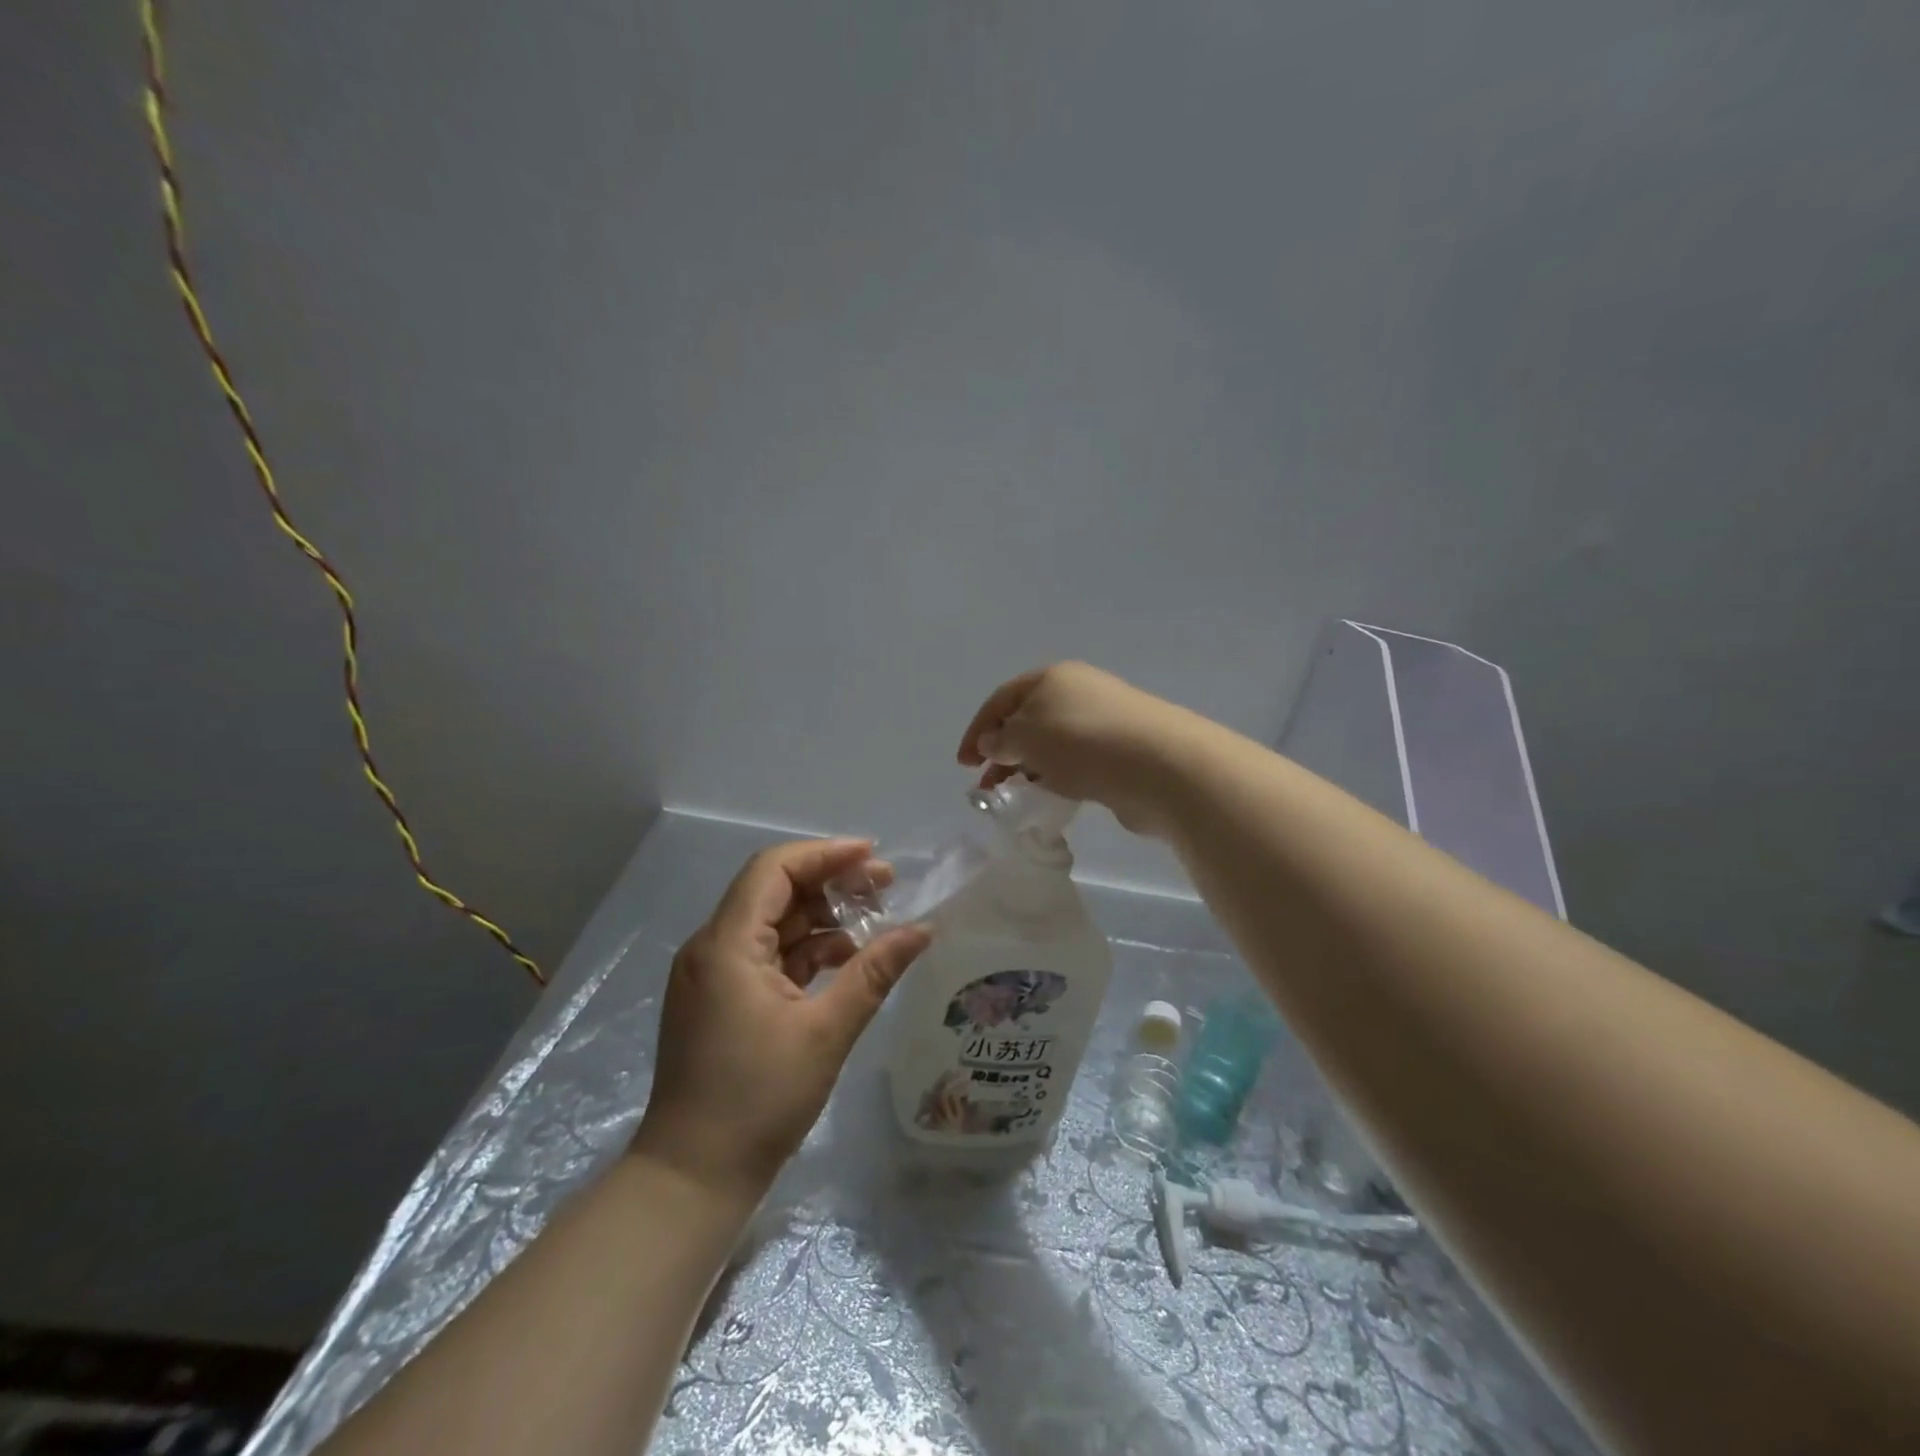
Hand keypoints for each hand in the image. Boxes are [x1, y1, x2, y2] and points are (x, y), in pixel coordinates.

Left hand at [630, 839, 930, 1201]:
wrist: (693, 1177)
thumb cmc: (759, 1100)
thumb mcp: (826, 1032)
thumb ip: (874, 972)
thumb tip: (923, 930)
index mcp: (727, 944)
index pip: (774, 870)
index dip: (825, 854)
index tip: (873, 857)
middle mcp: (712, 948)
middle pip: (773, 891)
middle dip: (830, 882)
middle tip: (885, 886)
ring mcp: (712, 975)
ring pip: (771, 923)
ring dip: (820, 917)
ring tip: (873, 921)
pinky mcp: (719, 999)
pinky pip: (765, 954)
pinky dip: (804, 950)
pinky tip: (844, 960)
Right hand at [956, 662, 1204, 835]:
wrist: (1160, 765)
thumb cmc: (1082, 742)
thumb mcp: (1026, 736)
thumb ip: (1001, 740)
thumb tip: (991, 743)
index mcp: (1052, 677)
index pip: (1002, 699)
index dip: (977, 730)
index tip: (963, 765)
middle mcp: (1078, 692)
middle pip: (1027, 720)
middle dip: (1002, 752)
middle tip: (986, 786)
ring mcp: (1104, 720)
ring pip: (1052, 743)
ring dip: (1027, 767)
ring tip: (1014, 795)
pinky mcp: (1122, 750)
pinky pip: (1077, 761)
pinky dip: (1057, 776)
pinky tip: (1052, 796)